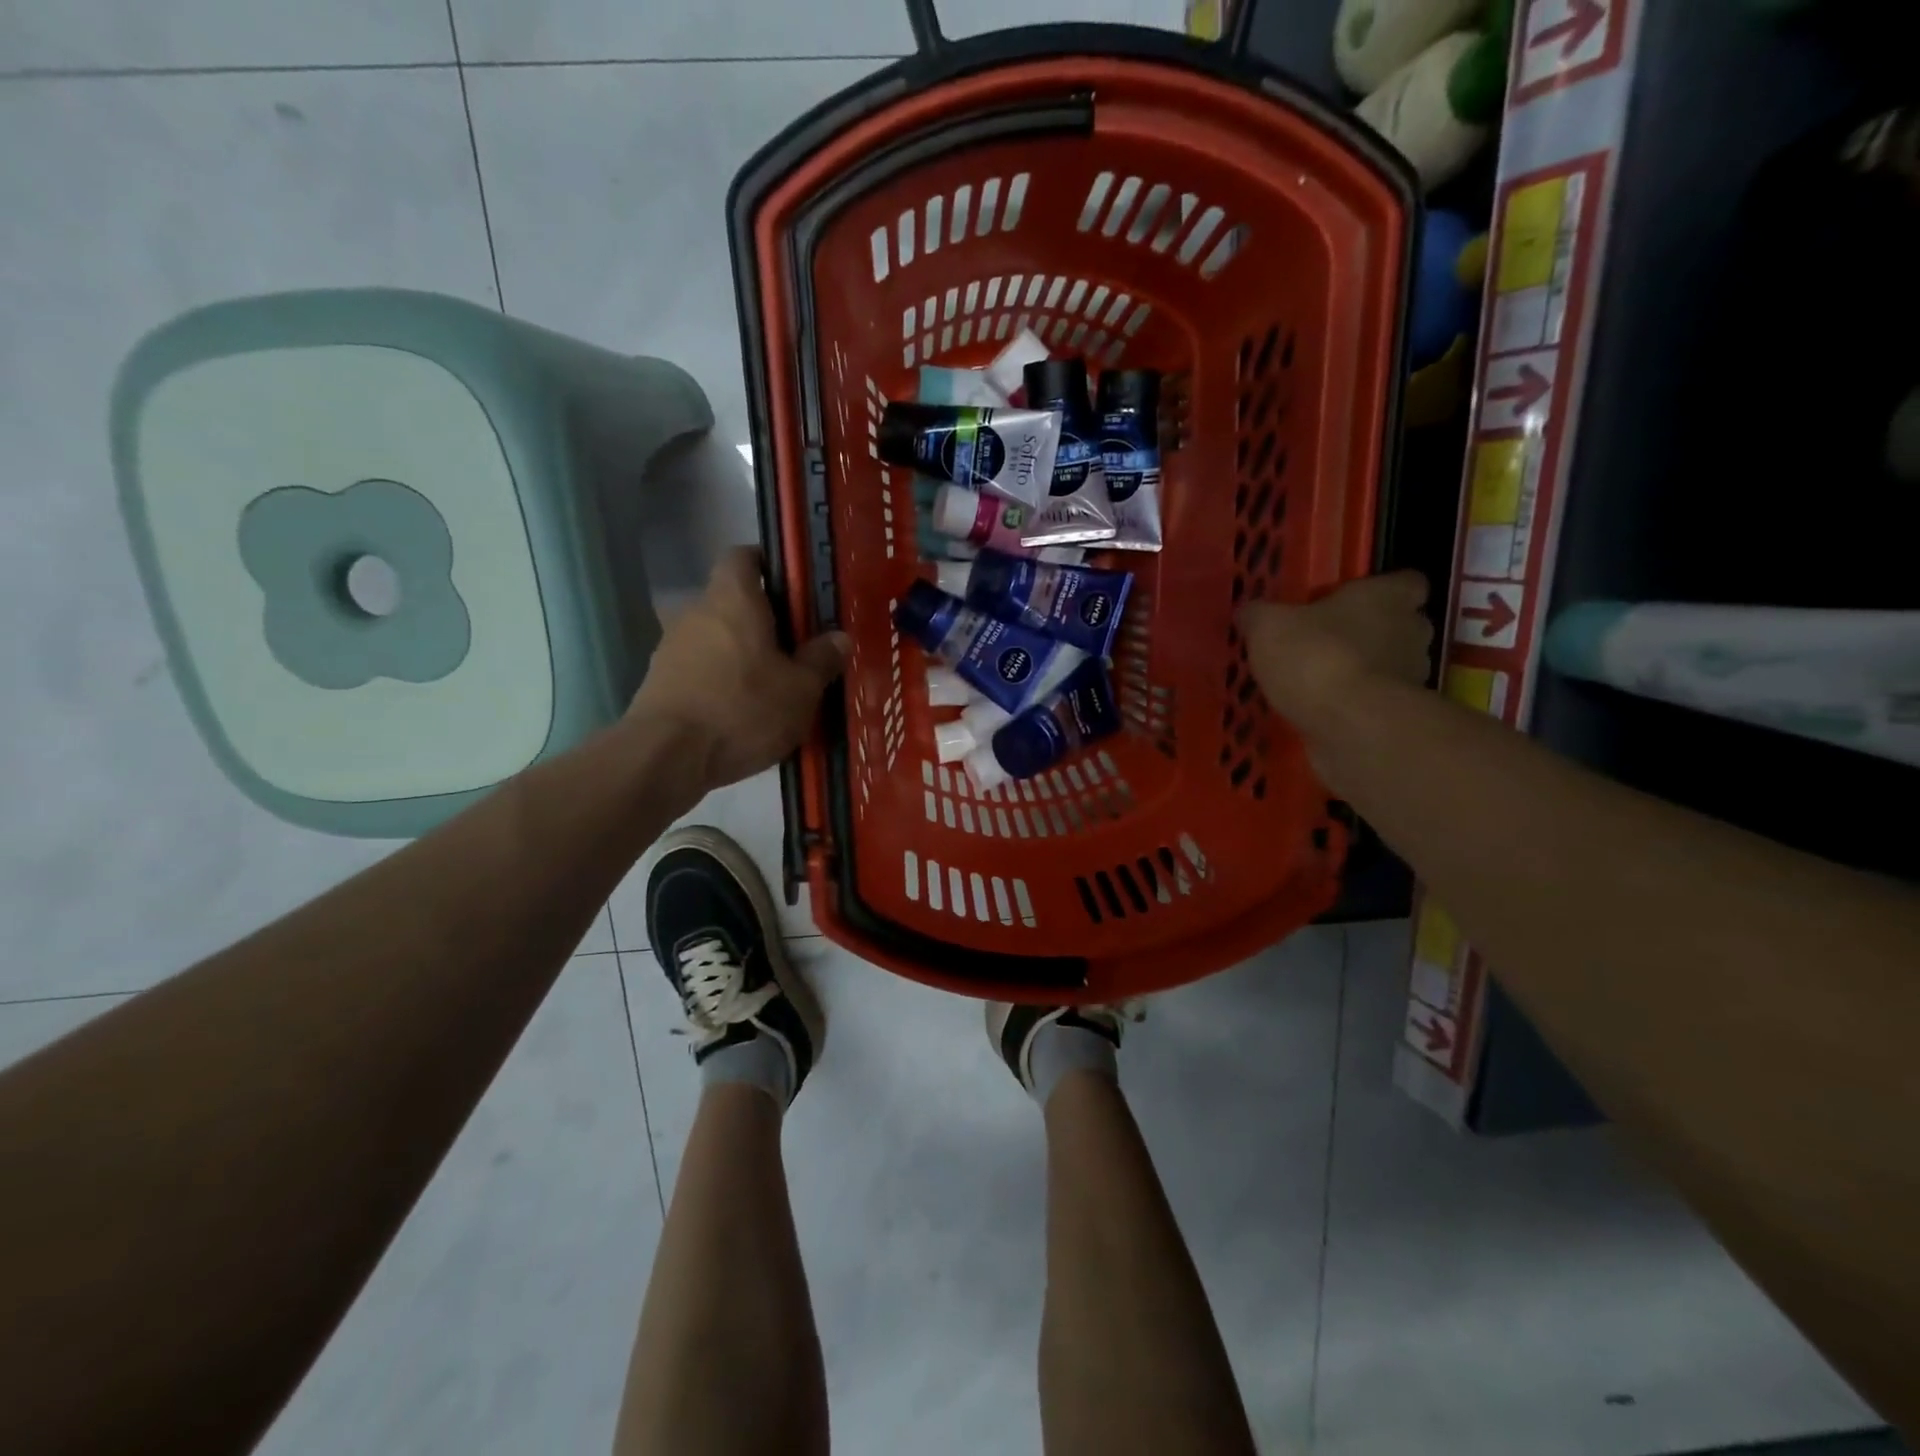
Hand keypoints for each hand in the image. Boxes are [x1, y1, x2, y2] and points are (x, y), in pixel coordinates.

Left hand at [629, 548, 848, 793]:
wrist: (666, 757)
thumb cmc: (742, 710)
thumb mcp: (800, 690)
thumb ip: (821, 660)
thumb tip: (839, 638)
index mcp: (733, 599)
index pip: (745, 556)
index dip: (770, 565)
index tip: (797, 589)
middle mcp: (697, 612)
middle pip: (733, 601)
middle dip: (765, 620)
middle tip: (799, 647)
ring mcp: (672, 647)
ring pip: (718, 637)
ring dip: (744, 654)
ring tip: (774, 687)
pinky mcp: (661, 682)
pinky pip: (702, 669)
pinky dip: (723, 681)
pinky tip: (743, 713)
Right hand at [1239, 572, 1433, 737]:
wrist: (1349, 725)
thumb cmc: (1316, 656)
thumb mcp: (1268, 627)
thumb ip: (1259, 615)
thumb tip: (1250, 612)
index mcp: (1387, 597)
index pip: (1408, 582)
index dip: (1385, 590)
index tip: (1356, 600)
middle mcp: (1411, 631)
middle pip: (1402, 625)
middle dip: (1374, 632)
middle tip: (1332, 640)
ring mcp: (1411, 676)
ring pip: (1392, 665)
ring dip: (1366, 670)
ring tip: (1324, 681)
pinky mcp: (1400, 715)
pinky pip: (1377, 701)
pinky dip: (1358, 704)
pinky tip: (1325, 711)